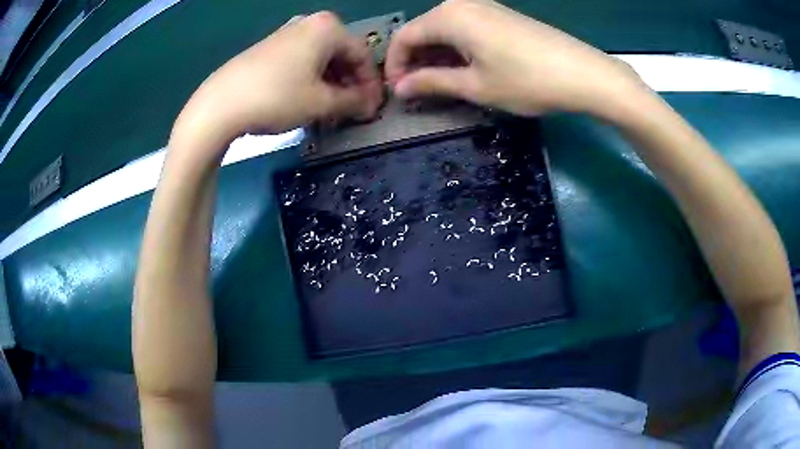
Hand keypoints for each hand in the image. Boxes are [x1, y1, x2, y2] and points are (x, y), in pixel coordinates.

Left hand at [174, 12, 382, 150]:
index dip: (370, 84)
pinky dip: (310, 80)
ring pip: (321, 58)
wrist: (220, 104)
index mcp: (328, 28)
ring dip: (330, 84)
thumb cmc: (277, 97)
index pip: (363, 55)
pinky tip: (306, 100)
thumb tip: (370, 105)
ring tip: (329, 109)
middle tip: (351, 110)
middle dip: (349, 84)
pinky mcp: (269, 48)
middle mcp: (309, 24)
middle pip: (341, 54)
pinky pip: (301, 61)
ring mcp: (286, 34)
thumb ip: (352, 101)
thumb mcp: (321, 102)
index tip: (372, 109)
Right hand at [385, 0, 646, 116]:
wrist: (583, 73)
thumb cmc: (526, 80)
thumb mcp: (475, 86)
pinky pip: (466, 29)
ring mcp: (484, 7)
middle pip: (423, 30)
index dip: (394, 65)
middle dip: (415, 61)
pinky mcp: (501, 15)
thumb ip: (432, 82)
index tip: (397, 92)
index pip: (404, 36)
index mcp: (448, 16)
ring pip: (445, 30)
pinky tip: (464, 69)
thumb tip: (400, 88)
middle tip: (418, 92)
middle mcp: (461, 3)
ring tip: (440, 85)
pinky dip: (457, 49)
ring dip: (436, 56)